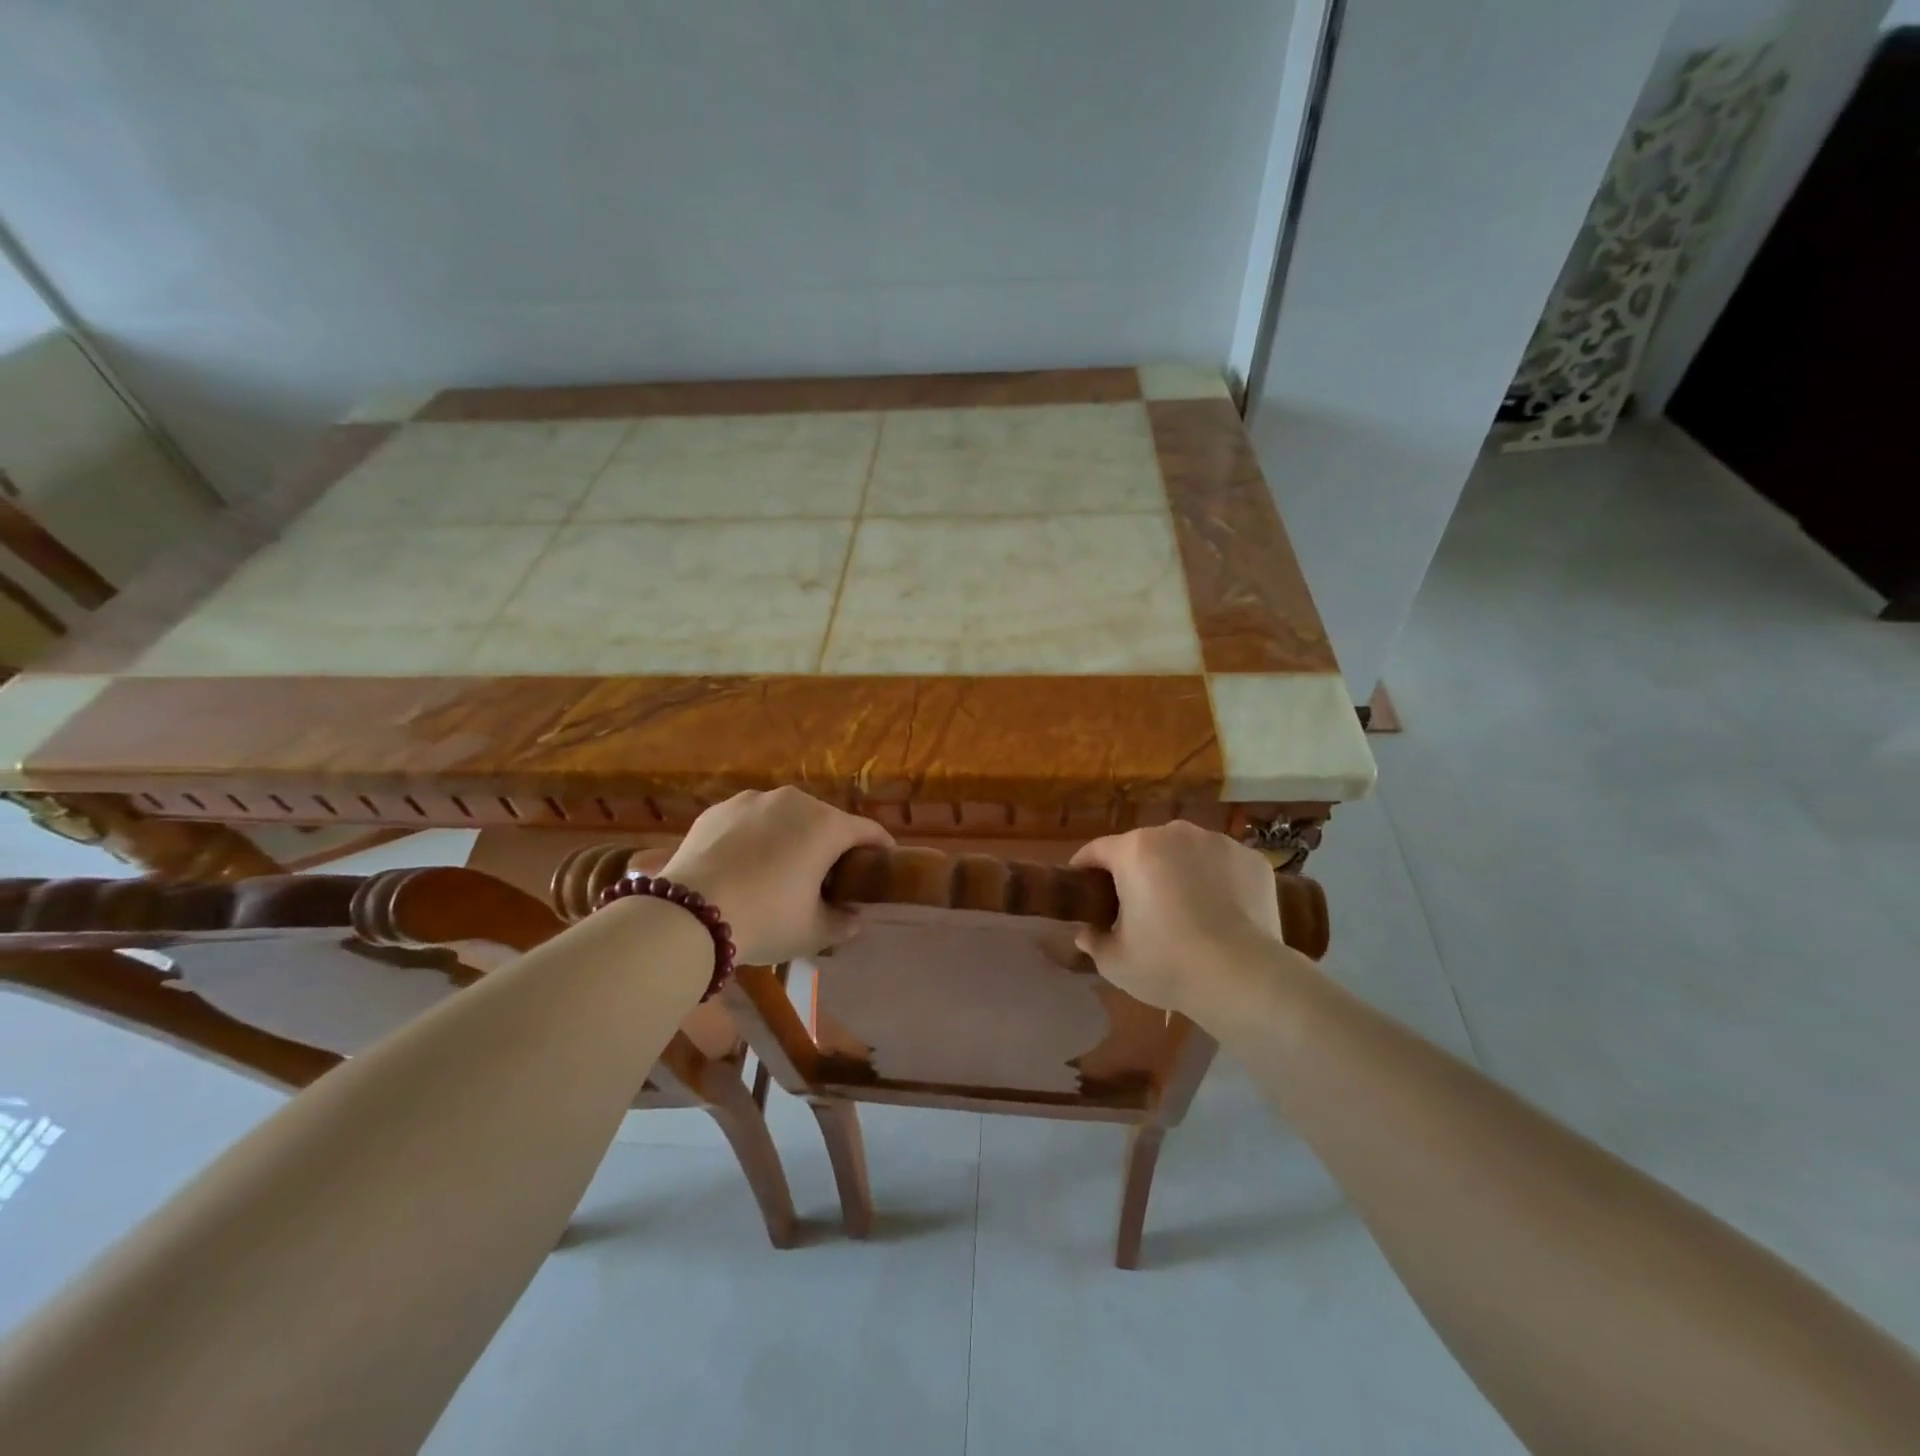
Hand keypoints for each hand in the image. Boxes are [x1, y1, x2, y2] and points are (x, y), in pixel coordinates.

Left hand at [662, 787, 894, 964]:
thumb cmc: (765, 919)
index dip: (880, 848)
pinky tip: (744, 865)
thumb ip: (842, 923)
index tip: (883, 864)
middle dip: (832, 844)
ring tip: (781, 868)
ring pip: (785, 817)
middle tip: (828, 876)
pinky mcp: (718, 810)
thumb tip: (855, 918)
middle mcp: (794, 801)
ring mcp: (752, 801)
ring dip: (792, 837)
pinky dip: (756, 837)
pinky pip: (750, 821)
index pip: (868, 831)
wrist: (686, 916)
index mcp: (826, 825)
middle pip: (826, 820)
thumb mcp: (812, 932)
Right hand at [1070, 822, 1289, 1014]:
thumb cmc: (1168, 964)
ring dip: (1177, 872)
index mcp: (1134, 850)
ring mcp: (1218, 842)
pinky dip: (1215, 880)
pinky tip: (1220, 913)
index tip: (1083, 889)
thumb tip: (1087, 931)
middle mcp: (1175, 833)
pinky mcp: (1251, 859)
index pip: (1097, 850)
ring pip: (1185, 853)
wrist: (1245, 978)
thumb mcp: (1115, 961)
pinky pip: (1221, 865)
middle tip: (1136, 908)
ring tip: (1184, 910)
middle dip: (1135, 871)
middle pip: (1143, 848)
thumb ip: (1093, 940)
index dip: (1084, 868)